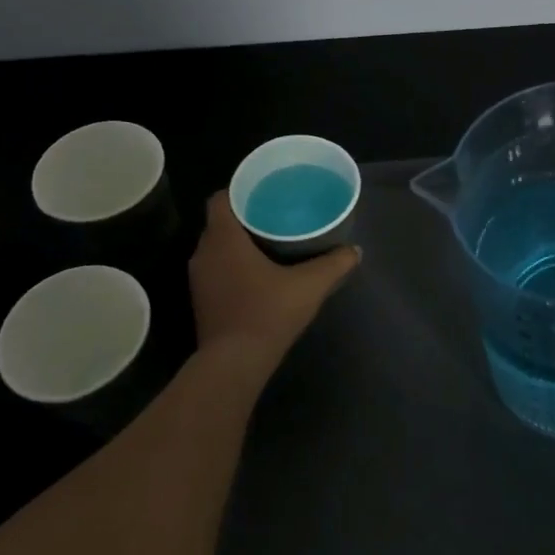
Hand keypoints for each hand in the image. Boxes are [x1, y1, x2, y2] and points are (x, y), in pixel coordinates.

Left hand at [188, 192, 360, 369]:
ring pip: (217, 248)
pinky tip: (258, 274)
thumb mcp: (310, 286)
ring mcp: (199, 279)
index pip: (220, 199)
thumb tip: (356, 251)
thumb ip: (334, 264)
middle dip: (244, 217)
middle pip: (220, 223)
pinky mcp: (201, 301)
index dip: (239, 191)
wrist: (234, 363)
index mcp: (223, 238)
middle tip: (275, 215)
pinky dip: (233, 266)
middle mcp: (204, 253)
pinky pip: (216, 270)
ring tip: (270, 242)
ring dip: (238, 244)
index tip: (264, 193)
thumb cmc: (268, 313)